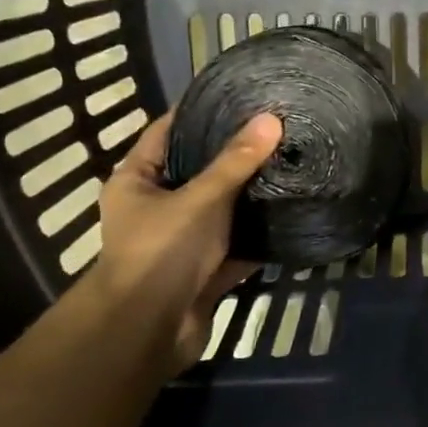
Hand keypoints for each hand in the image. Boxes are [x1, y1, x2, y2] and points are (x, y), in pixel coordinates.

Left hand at [93, 110, 282, 368]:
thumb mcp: (201, 198)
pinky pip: (237, 246)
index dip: (198, 113)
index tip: (236, 96)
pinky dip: (259, 236)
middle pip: (198, 171)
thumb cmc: (162, 251)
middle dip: (234, 155)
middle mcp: (156, 208)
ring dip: (250, 197)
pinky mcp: (205, 271)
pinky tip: (291, 214)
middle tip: (274, 130)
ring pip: (221, 211)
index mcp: (136, 181)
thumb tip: (270, 119)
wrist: (150, 330)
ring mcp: (181, 241)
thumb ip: (236, 162)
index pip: (166, 132)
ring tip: (289, 164)